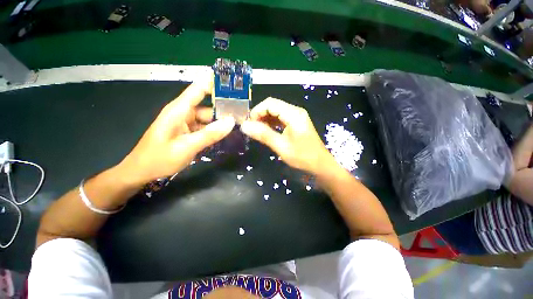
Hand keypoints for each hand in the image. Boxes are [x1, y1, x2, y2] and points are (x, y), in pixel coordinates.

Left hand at [117, 77, 235, 185]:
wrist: (141, 172)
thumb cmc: (159, 158)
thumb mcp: (187, 147)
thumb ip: (209, 134)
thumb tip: (231, 122)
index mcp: (179, 110)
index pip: (198, 89)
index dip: (214, 83)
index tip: (233, 83)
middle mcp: (184, 113)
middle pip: (207, 105)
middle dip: (224, 108)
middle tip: (243, 113)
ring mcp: (186, 123)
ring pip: (208, 118)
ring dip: (221, 121)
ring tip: (239, 124)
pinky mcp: (188, 132)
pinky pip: (205, 127)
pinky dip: (215, 130)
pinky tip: (226, 134)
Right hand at [240, 97, 335, 174]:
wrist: (320, 165)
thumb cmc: (302, 157)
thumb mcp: (281, 146)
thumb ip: (263, 134)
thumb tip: (244, 126)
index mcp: (293, 114)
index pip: (270, 103)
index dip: (257, 111)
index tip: (249, 124)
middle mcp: (295, 111)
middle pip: (273, 106)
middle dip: (260, 115)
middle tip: (252, 129)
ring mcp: (296, 117)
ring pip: (276, 112)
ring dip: (265, 119)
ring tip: (257, 131)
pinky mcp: (296, 123)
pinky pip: (280, 119)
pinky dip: (271, 123)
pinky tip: (266, 131)